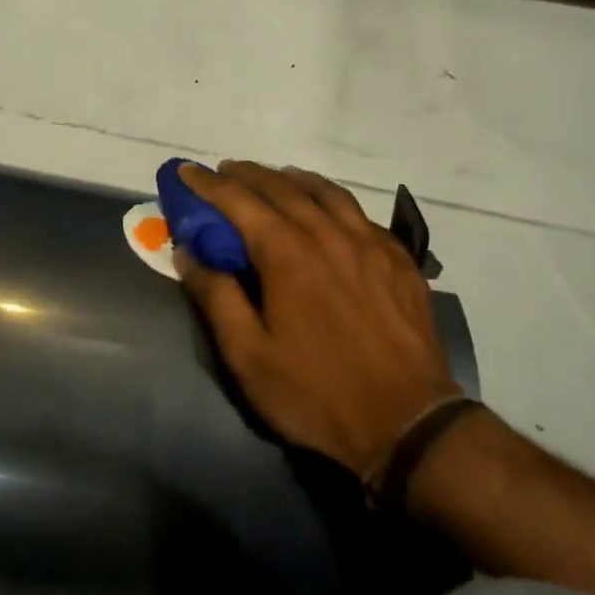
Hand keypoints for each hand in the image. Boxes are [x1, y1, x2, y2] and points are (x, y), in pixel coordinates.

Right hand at [175, 162, 454, 477]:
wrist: (408, 424)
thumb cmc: (317, 393)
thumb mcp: (248, 356)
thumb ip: (216, 297)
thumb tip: (188, 253)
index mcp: (287, 252)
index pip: (238, 201)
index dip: (208, 183)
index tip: (186, 170)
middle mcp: (328, 233)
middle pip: (282, 187)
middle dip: (248, 174)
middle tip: (225, 171)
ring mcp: (370, 243)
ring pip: (327, 192)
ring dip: (293, 179)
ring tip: (277, 178)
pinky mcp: (399, 260)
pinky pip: (361, 214)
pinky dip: (334, 201)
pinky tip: (332, 212)